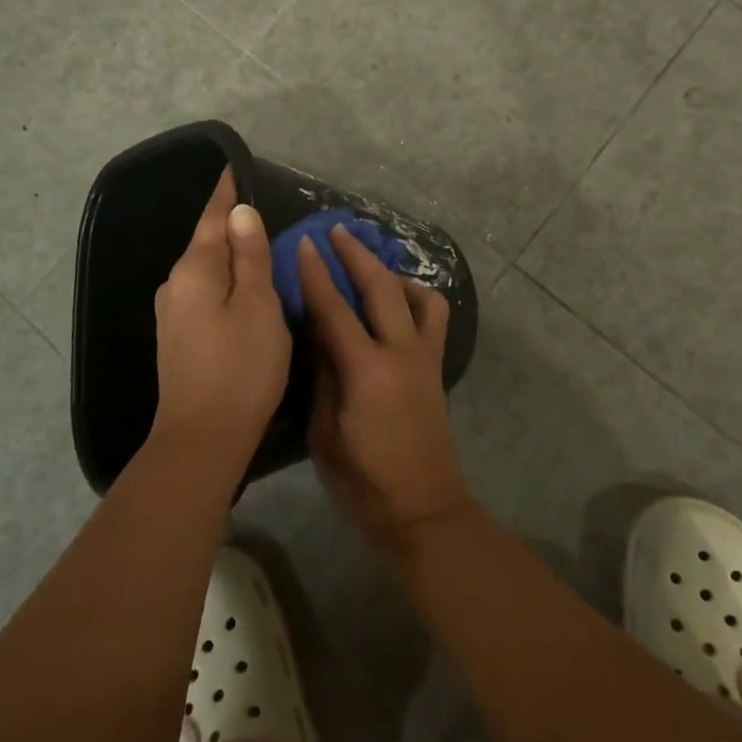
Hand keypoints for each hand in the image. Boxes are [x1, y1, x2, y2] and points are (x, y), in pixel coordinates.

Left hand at [153, 169, 290, 454]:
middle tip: (261, 206)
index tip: (235, 167)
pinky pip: (205, 292)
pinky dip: (226, 281)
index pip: (212, 217)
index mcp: (195, 270)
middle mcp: (176, 284)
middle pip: (207, 242)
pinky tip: (243, 288)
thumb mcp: (258, 305)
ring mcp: (173, 313)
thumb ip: (250, 256)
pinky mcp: (178, 337)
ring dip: (230, 254)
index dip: (226, 192)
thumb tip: (240, 212)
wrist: (202, 439)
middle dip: (231, 223)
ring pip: (207, 269)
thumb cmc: (240, 367)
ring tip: (259, 244)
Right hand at [299, 226, 469, 557]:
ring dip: (393, 272)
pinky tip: (395, 305)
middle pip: (381, 287)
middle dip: (357, 254)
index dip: (316, 273)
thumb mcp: (325, 432)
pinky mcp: (436, 367)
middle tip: (337, 231)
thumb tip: (319, 333)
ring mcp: (425, 358)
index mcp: (366, 371)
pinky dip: (415, 299)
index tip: (305, 242)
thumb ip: (324, 376)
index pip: (335, 308)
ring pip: (419, 296)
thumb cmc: (363, 481)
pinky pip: (432, 318)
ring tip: (370, 268)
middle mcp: (401, 353)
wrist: (422, 510)